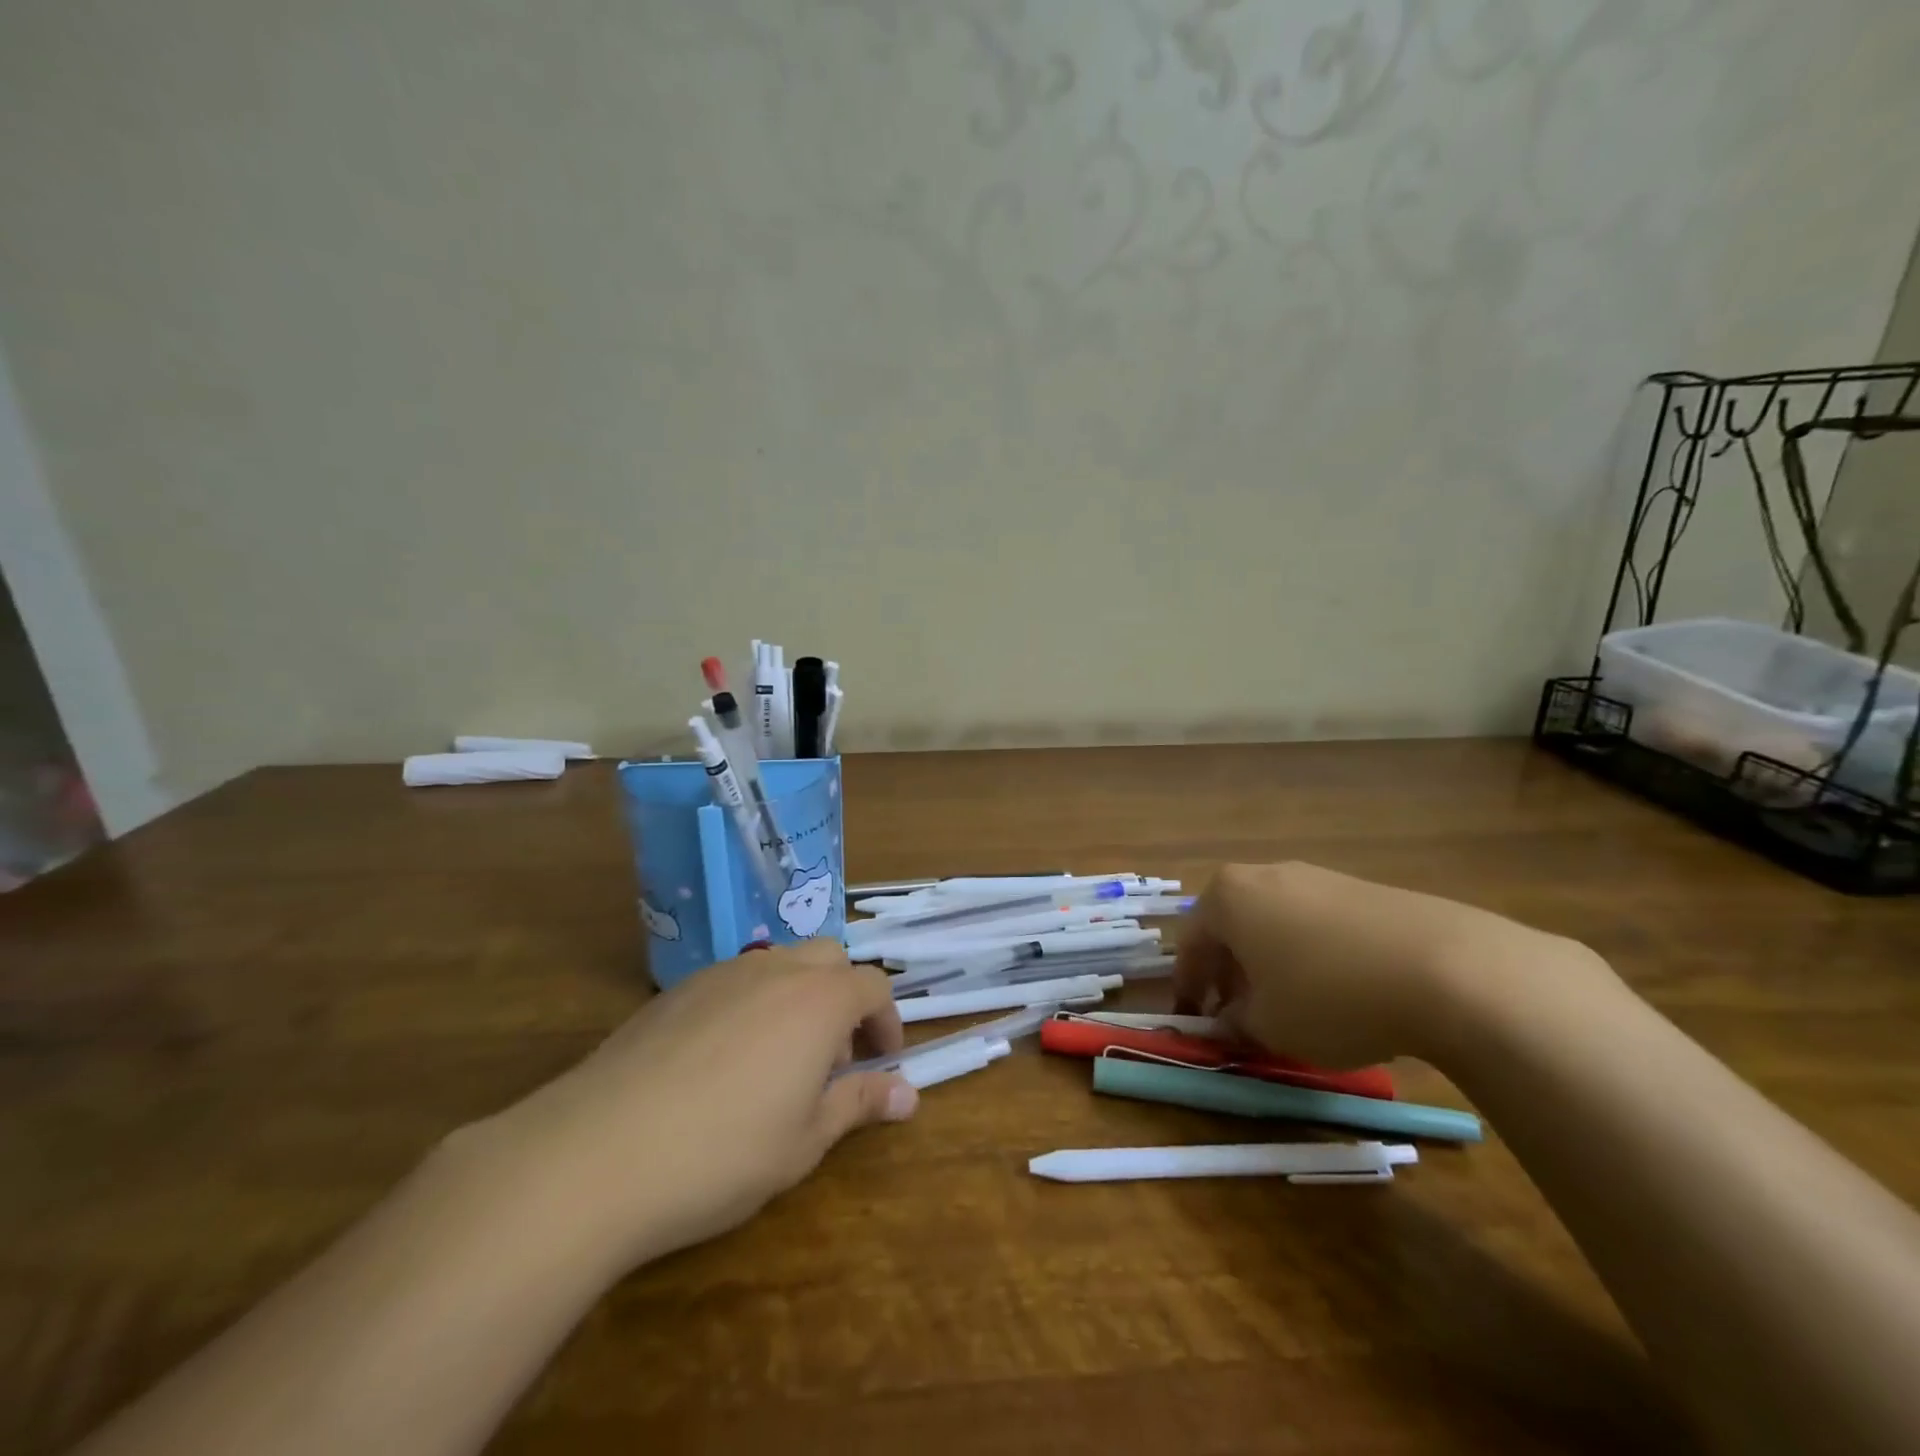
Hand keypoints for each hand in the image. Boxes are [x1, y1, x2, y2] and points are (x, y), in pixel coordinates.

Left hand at [465, 941, 916, 1272]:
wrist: (597, 1152)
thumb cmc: (721, 1152)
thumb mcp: (804, 1140)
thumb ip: (859, 1104)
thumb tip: (909, 1095)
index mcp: (818, 1001)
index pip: (873, 986)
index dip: (886, 1022)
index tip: (881, 1062)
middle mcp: (775, 971)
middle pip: (829, 959)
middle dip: (844, 998)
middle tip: (833, 1059)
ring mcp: (721, 974)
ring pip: (780, 964)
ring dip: (798, 998)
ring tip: (779, 1061)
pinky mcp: (676, 991)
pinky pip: (734, 981)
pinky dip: (751, 1004)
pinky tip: (723, 1062)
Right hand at [1173, 861, 1572, 1067]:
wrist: (1446, 969)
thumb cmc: (1329, 996)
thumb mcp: (1269, 1027)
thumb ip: (1236, 1023)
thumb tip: (1230, 1020)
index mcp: (1227, 897)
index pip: (1190, 943)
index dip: (1188, 986)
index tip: (1193, 1020)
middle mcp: (1265, 875)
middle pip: (1232, 927)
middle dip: (1229, 972)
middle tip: (1237, 1014)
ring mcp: (1317, 877)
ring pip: (1274, 923)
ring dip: (1269, 963)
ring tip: (1289, 1007)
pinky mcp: (1362, 889)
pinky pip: (1316, 923)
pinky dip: (1310, 955)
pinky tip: (1337, 991)